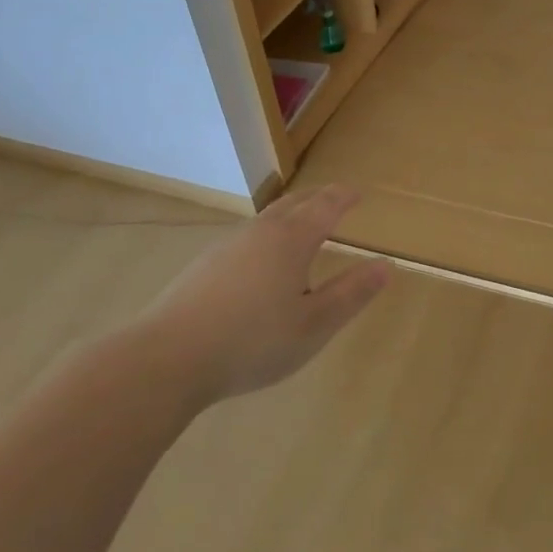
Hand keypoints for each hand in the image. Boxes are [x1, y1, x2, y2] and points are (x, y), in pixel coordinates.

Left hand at [128, 186, 390, 401]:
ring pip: (266, 219)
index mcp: (291, 241)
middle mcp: (259, 233)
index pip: (325, 206)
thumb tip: (385, 265)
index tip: (358, 192)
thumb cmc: (252, 342)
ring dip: (290, 214)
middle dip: (318, 198)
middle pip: (294, 203)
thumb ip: (351, 293)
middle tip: (335, 199)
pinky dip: (267, 235)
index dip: (344, 197)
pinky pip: (246, 238)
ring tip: (302, 226)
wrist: (167, 358)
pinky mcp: (204, 265)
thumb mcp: (314, 325)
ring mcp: (227, 246)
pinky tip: (261, 261)